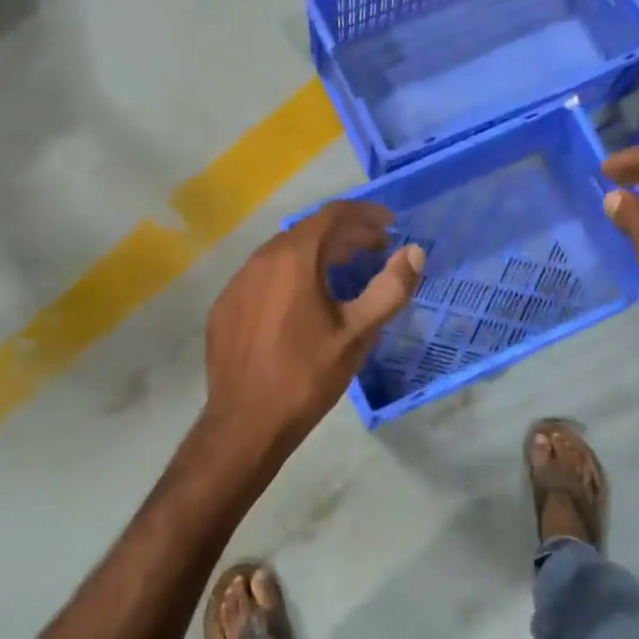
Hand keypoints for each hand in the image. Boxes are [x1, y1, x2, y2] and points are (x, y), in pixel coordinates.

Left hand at [201, 201, 424, 469]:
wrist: (246, 423)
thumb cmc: (307, 376)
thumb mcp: (357, 333)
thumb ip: (390, 288)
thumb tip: (414, 252)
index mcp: (293, 258)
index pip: (333, 215)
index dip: (365, 214)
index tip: (390, 225)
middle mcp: (260, 259)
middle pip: (308, 232)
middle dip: (345, 235)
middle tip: (376, 249)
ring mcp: (237, 283)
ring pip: (283, 253)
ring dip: (317, 254)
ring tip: (345, 271)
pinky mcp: (225, 307)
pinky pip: (263, 276)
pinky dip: (289, 275)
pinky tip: (302, 301)